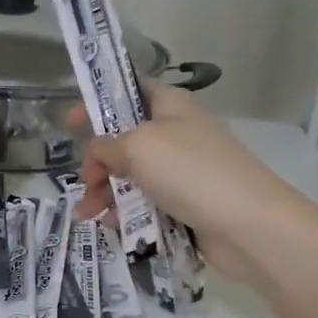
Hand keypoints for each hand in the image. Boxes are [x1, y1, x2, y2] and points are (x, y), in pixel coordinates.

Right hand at [73, 85, 307, 285]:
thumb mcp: (139, 147)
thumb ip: (107, 146)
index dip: (99, 101)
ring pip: (134, 177)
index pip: (131, 91)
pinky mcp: (188, 205)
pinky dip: (128, 213)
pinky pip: (148, 204)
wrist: (248, 225)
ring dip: (107, 193)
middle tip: (83, 183)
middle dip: (99, 163)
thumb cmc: (191, 172)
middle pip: (126, 141)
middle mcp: (178, 135)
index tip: (69, 122)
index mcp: (171, 107)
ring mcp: (184, 172)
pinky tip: (114, 227)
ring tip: (89, 215)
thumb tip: (98, 153)